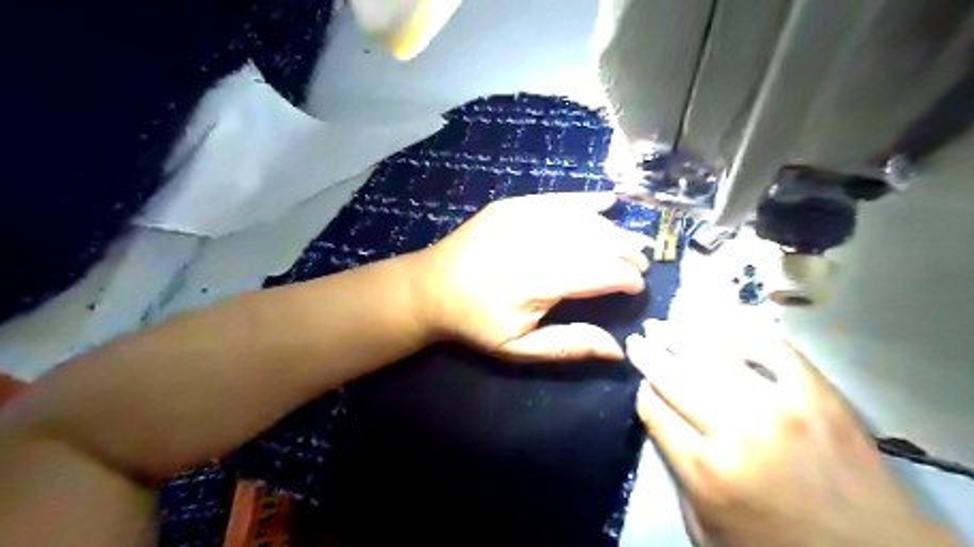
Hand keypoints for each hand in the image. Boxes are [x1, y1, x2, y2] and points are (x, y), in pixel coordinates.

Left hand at [407, 193, 643, 361]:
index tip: (638, 286)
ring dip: (611, 228)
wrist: (429, 288)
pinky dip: (584, 201)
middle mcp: (533, 242)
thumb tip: (618, 350)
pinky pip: (557, 199)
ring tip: (630, 240)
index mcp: (536, 280)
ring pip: (581, 218)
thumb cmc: (475, 322)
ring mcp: (520, 217)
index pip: (598, 272)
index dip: (625, 277)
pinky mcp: (511, 206)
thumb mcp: (518, 348)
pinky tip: (607, 201)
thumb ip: (569, 345)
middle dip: (626, 250)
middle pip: (595, 240)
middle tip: (642, 262)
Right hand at [627, 321, 956, 545]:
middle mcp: (734, 430)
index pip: (654, 410)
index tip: (640, 382)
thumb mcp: (706, 529)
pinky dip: (742, 334)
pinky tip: (720, 327)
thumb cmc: (778, 546)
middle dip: (648, 355)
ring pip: (713, 356)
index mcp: (705, 469)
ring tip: (663, 325)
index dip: (642, 391)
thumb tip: (662, 425)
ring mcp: (778, 406)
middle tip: (637, 339)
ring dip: (681, 336)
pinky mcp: (816, 393)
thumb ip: (677, 475)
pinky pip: (770, 349)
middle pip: (674, 377)